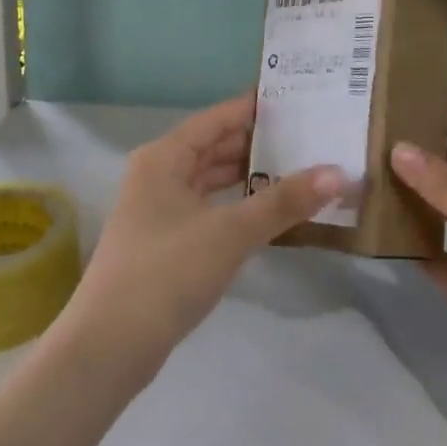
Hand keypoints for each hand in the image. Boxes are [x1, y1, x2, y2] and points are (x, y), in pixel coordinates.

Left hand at [61, 93, 343, 382]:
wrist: (108, 347)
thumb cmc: (167, 272)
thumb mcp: (231, 232)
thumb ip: (284, 201)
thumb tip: (338, 173)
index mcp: (164, 158)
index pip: (217, 118)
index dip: (255, 108)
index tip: (296, 98)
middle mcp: (158, 175)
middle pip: (214, 147)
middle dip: (258, 142)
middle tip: (307, 134)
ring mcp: (159, 211)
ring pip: (211, 180)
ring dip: (249, 176)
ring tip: (298, 168)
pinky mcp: (165, 243)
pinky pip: (209, 208)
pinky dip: (237, 205)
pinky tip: (268, 211)